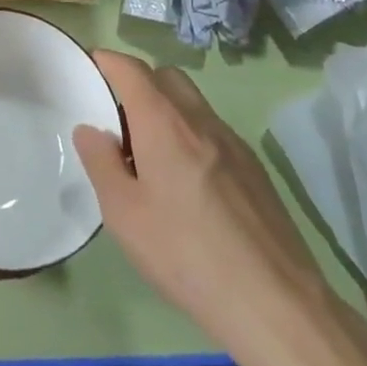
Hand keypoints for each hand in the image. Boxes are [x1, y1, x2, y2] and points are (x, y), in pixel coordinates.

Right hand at [74, 50, 325, 356]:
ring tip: (150, 156)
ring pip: (192, 103)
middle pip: (165, 77)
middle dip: (138, 82)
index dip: (107, 61)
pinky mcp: (255, 168)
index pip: (131, 69)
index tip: (90, 67)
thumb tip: (90, 130)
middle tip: (118, 120)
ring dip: (166, 110)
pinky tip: (187, 183)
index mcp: (164, 122)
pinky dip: (191, 135)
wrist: (276, 304)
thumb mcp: (124, 214)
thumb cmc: (187, 255)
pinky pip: (213, 131)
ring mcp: (233, 142)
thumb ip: (101, 163)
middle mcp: (200, 120)